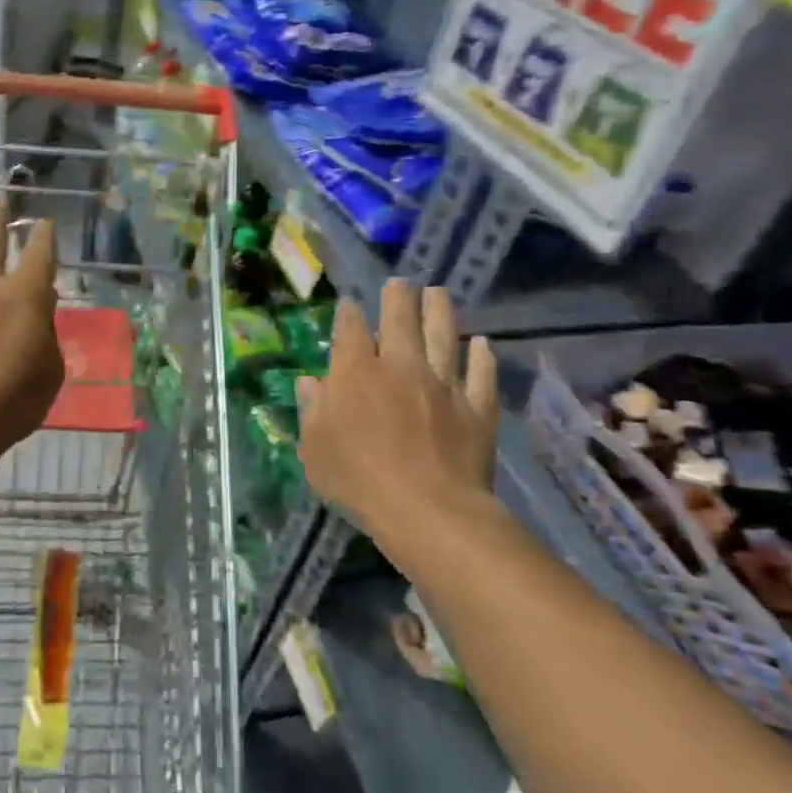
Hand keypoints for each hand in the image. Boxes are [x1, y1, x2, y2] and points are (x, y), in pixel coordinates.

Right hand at [297, 281, 499, 542]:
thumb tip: (310, 382)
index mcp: (357, 374)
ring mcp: (443, 385)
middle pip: (401, 320)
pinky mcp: (477, 408)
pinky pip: (481, 374)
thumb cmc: (358, 480)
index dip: (350, 314)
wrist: (428, 510)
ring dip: (441, 312)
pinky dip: (481, 357)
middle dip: (399, 297)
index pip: (352, 331)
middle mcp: (401, 368)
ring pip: (444, 337)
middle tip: (401, 282)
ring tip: (438, 293)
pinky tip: (482, 345)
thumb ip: (312, 410)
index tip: (350, 305)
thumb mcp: (315, 449)